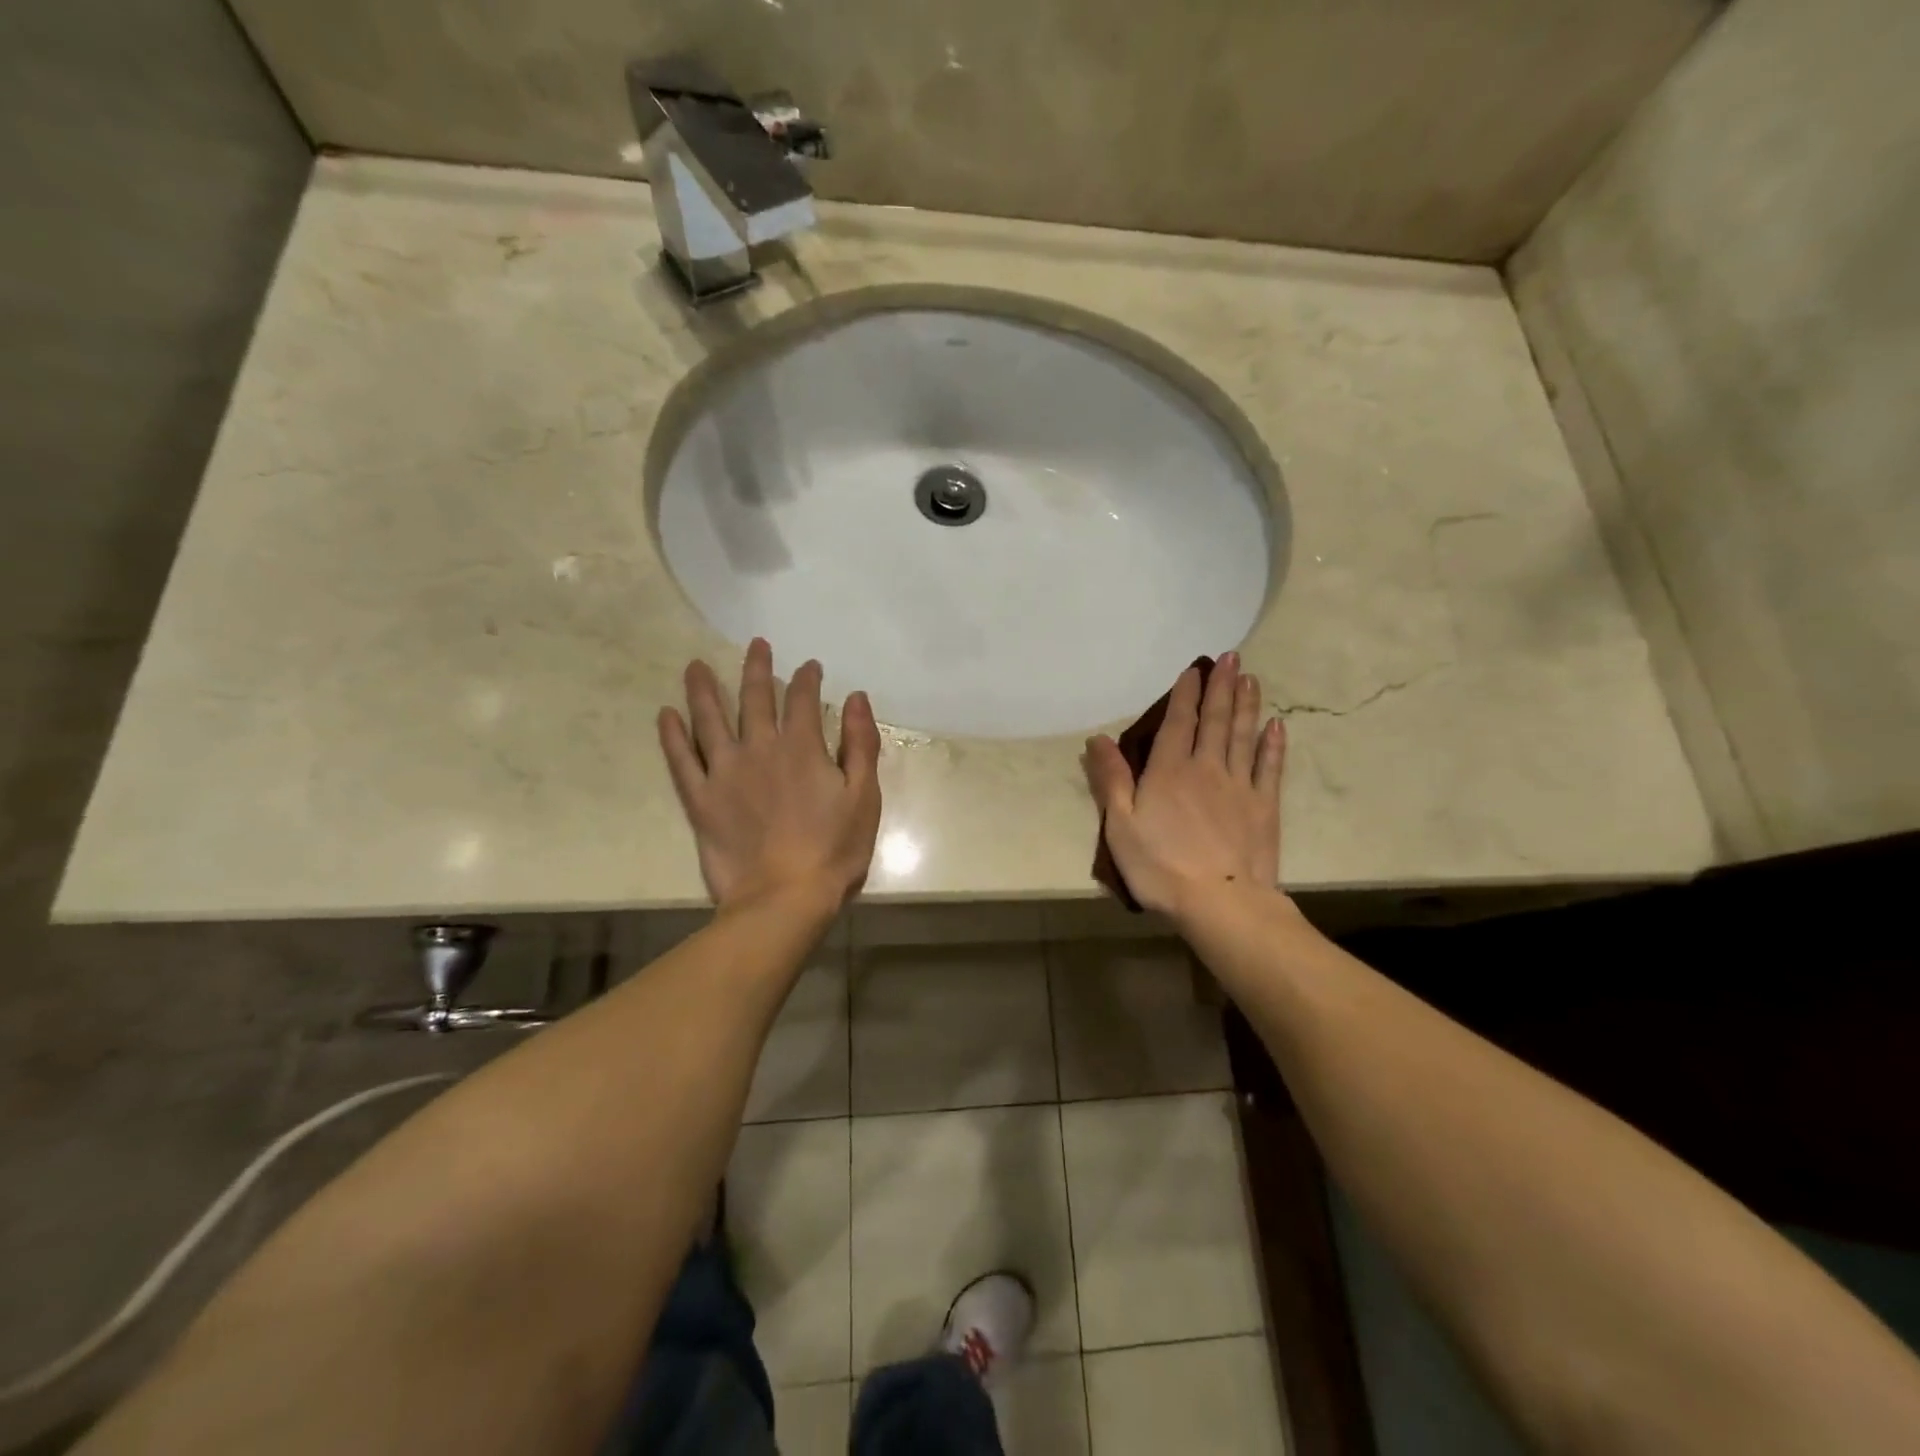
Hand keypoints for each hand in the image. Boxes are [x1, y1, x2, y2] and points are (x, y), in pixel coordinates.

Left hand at [658, 639, 882, 912]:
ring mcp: (725, 773)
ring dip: (704, 689)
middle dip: (758, 668)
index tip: (810, 667)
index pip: (803, 699)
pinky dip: (672, 736)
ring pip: (710, 719)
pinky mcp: (701, 800)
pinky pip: (681, 760)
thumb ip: (860, 744)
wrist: (784, 898)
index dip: (807, 678)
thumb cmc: (833, 850)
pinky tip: (666, 715)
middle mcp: (759, 749)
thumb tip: (857, 698)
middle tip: (756, 645)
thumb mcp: (863, 796)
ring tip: (696, 665)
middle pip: (755, 698)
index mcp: (802, 748)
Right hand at [1084, 651, 1285, 917]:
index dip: (1185, 694)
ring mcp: (1240, 786)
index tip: (1194, 669)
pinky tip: (1277, 726)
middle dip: (1221, 687)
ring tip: (1251, 678)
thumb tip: (1098, 738)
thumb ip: (1111, 780)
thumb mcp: (1120, 825)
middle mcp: (1206, 768)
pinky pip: (1269, 767)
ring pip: (1244, 736)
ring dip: (1247, 705)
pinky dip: (1273, 745)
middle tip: (1231, 657)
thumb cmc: (1160, 866)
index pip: (1178, 722)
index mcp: (1169, 771)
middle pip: (1216, 720)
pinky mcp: (1264, 807)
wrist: (1220, 903)